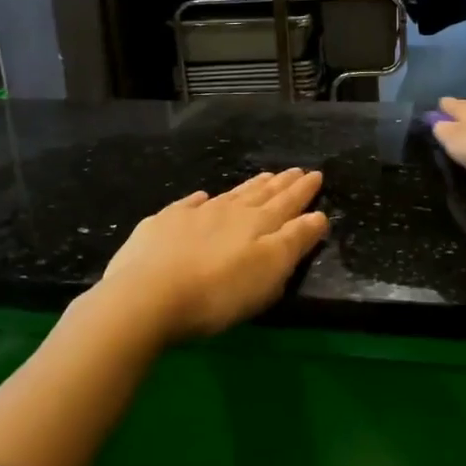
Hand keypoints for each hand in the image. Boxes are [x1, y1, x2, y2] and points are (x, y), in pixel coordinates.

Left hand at [98, 168, 329, 343]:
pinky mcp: (162, 225)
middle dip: (281, 183)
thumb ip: (295, 241)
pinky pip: (188, 205)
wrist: (147, 295)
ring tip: (263, 177)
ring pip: (229, 195)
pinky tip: (202, 197)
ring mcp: (193, 215)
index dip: (303, 190)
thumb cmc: (218, 291)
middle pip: (261, 194)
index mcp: (258, 224)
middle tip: (295, 170)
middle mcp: (228, 212)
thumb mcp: (269, 271)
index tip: (316, 174)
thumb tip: (317, 216)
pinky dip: (199, 200)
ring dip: (249, 186)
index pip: (288, 203)